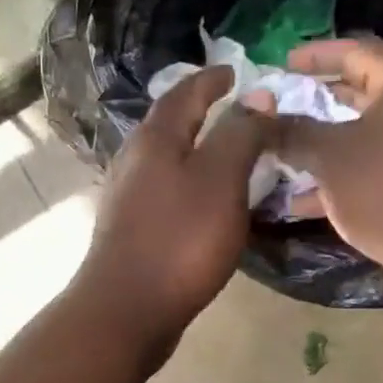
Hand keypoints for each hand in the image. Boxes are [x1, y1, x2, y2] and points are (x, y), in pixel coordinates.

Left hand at [75, 66, 272, 360]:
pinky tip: (208, 206)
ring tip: (231, 159)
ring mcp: (127, 199)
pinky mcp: (130, 232)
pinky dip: (191, 188)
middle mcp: (134, 161)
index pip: (185, 92)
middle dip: (203, 114)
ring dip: (197, 153)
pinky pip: (167, 195)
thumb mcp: (220, 179)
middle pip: (171, 126)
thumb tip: (256, 96)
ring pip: (167, 162)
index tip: (237, 73)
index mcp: (155, 139)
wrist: (127, 310)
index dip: (213, 79)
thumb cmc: (179, 241)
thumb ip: (239, 134)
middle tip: (240, 115)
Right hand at [277, 38, 382, 278]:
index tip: (283, 63)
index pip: (357, 50)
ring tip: (285, 148)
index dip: (316, 56)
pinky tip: (301, 195)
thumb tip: (262, 119)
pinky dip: (342, 171)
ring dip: (325, 140)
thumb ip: (293, 132)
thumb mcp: (329, 156)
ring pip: (365, 131)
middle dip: (319, 99)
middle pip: (363, 90)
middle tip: (284, 103)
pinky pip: (374, 163)